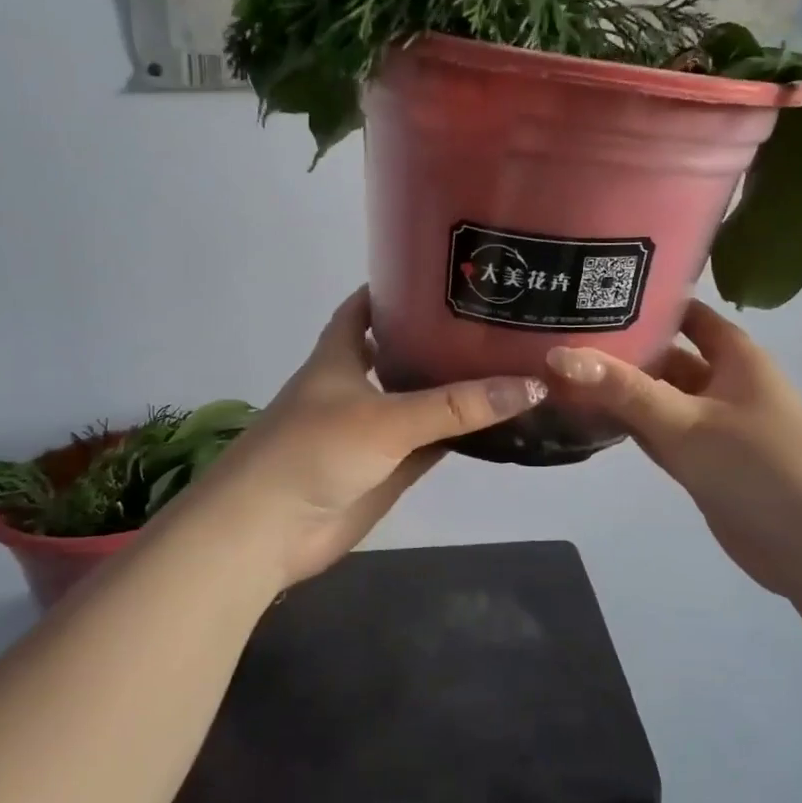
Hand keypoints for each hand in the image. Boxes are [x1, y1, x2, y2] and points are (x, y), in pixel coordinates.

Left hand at [192, 287, 546, 586]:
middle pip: (400, 351)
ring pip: (420, 400)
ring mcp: (372, 430)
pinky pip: (430, 443)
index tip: (439, 273)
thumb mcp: (387, 418)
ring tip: (507, 361)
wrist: (269, 529)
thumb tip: (531, 384)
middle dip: (437, 337)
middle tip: (493, 319)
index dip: (393, 287)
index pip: (364, 307)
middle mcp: (355, 386)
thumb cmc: (315, 450)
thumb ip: (456, 406)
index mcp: (340, 356)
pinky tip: (497, 421)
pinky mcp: (386, 469)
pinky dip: (458, 434)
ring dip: (453, 387)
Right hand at [545, 301, 801, 590]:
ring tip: (560, 373)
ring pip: (659, 397)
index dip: (645, 301)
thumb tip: (557, 354)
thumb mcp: (685, 421)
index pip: (685, 312)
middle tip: (559, 336)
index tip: (591, 293)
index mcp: (734, 355)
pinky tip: (589, 419)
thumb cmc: (756, 466)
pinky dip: (631, 425)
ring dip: (620, 391)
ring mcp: (713, 423)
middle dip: (621, 349)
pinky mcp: (703, 460)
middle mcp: (724, 381)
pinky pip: (660, 431)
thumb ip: (623, 389)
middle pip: (666, 356)